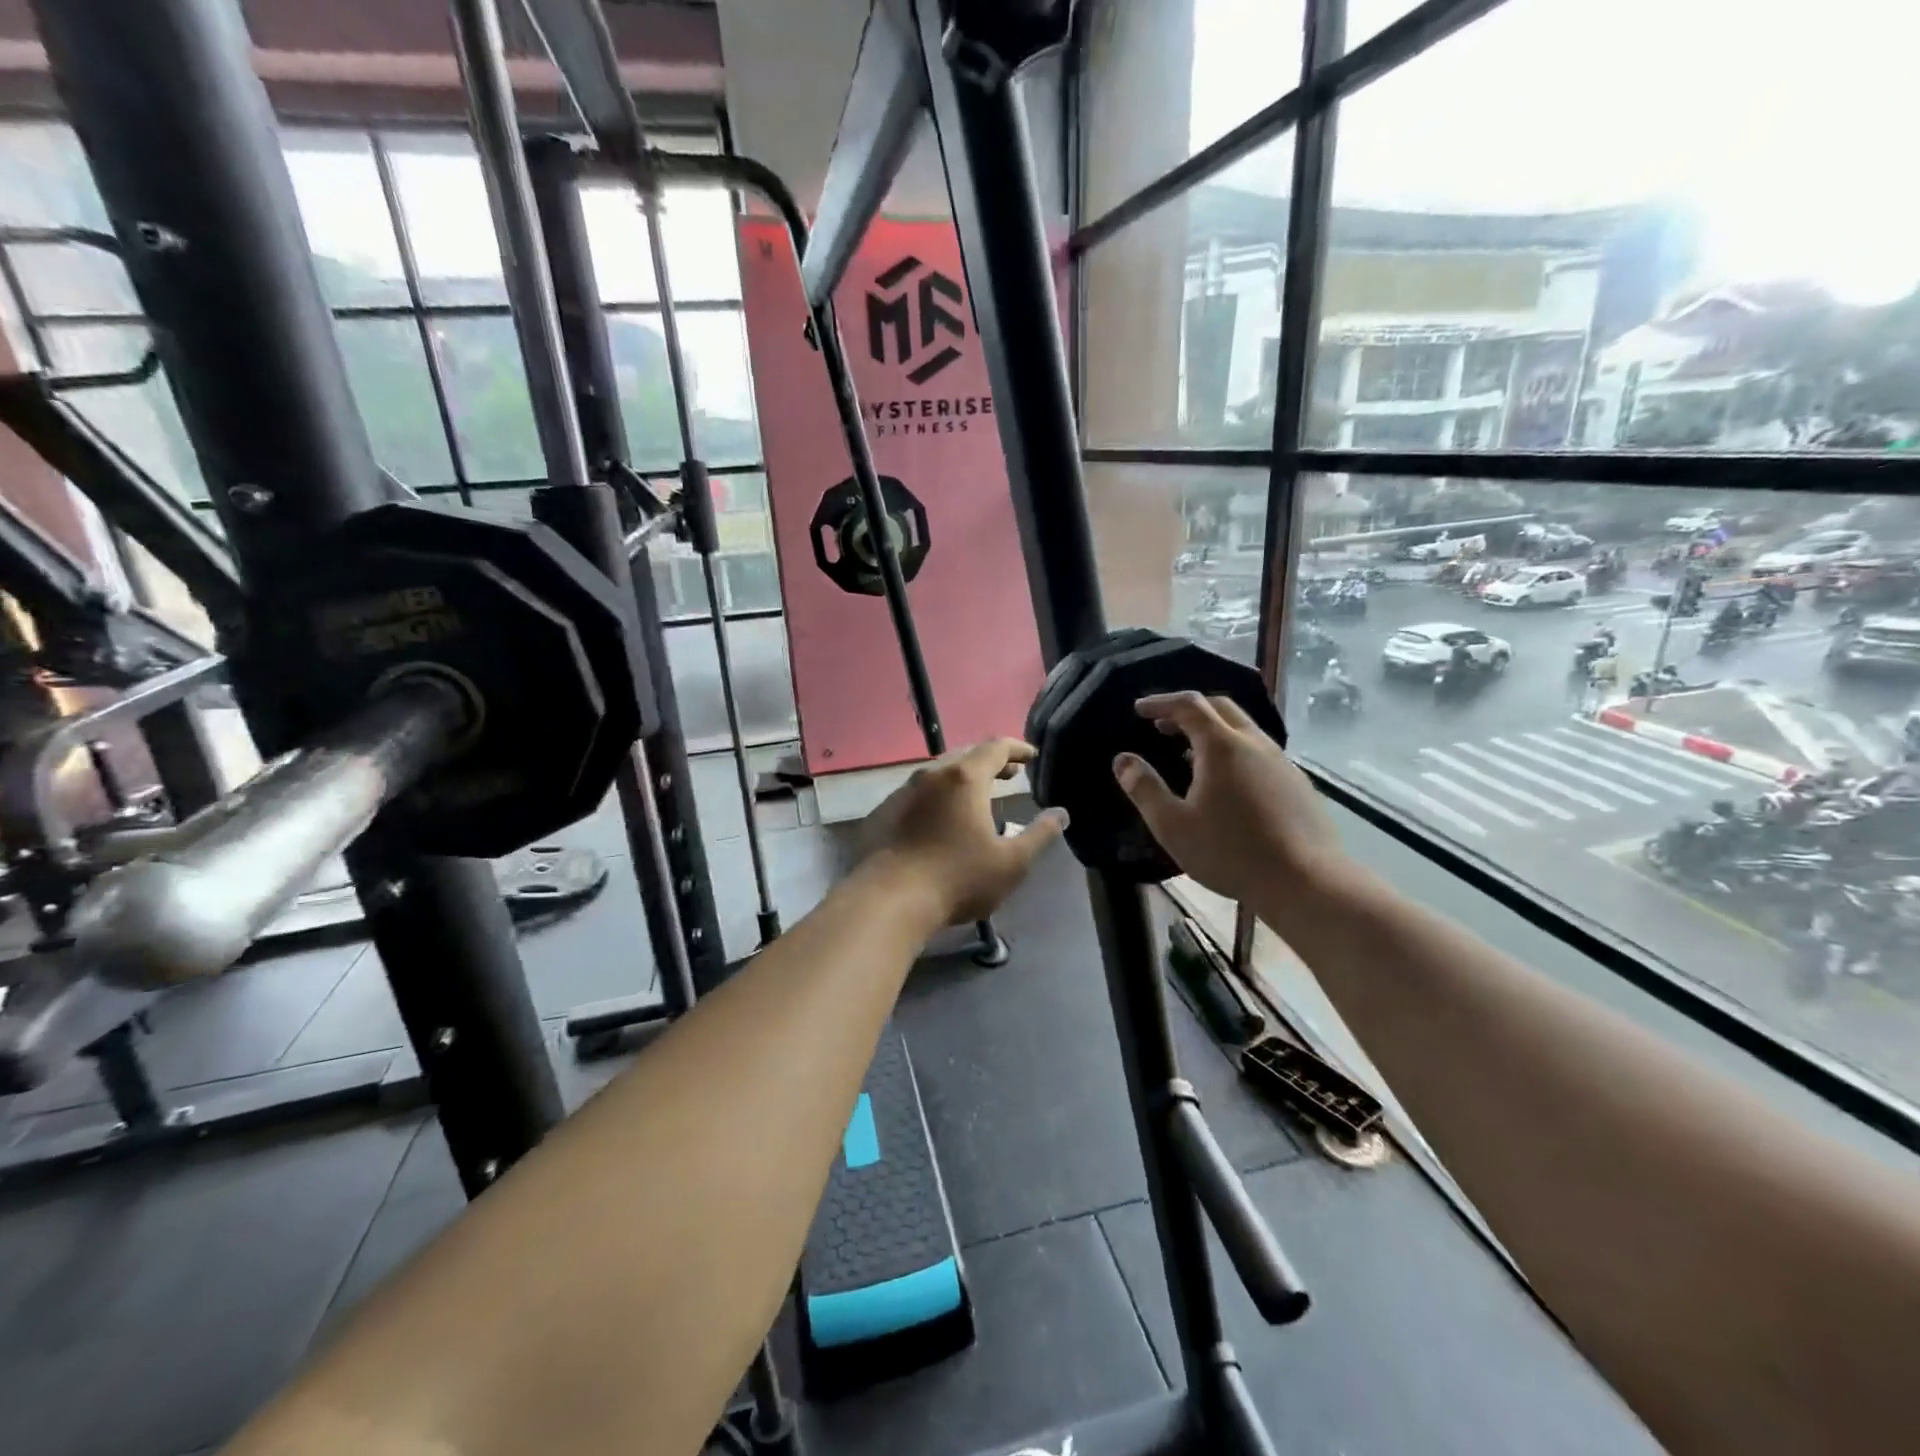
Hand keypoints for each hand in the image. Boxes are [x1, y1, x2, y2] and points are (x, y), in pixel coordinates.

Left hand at [860, 739, 1068, 925]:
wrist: (889, 900)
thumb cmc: (958, 879)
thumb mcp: (1011, 862)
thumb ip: (1039, 834)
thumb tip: (1060, 814)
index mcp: (965, 778)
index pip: (996, 747)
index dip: (1017, 749)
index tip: (1031, 757)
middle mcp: (932, 775)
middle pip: (966, 755)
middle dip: (990, 762)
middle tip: (1009, 775)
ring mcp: (902, 792)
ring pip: (938, 774)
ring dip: (962, 779)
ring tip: (977, 796)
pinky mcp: (884, 812)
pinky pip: (917, 794)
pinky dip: (937, 797)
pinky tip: (940, 820)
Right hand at [1112, 692, 1345, 905]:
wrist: (1306, 882)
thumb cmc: (1230, 852)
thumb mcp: (1173, 826)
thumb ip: (1145, 789)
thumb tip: (1122, 760)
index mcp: (1222, 746)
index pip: (1188, 704)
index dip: (1161, 702)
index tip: (1139, 709)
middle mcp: (1254, 743)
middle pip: (1220, 708)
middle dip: (1188, 709)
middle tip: (1163, 725)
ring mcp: (1282, 762)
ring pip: (1244, 729)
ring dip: (1213, 729)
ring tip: (1190, 752)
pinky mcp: (1297, 783)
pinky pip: (1260, 751)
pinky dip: (1234, 750)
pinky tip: (1227, 781)